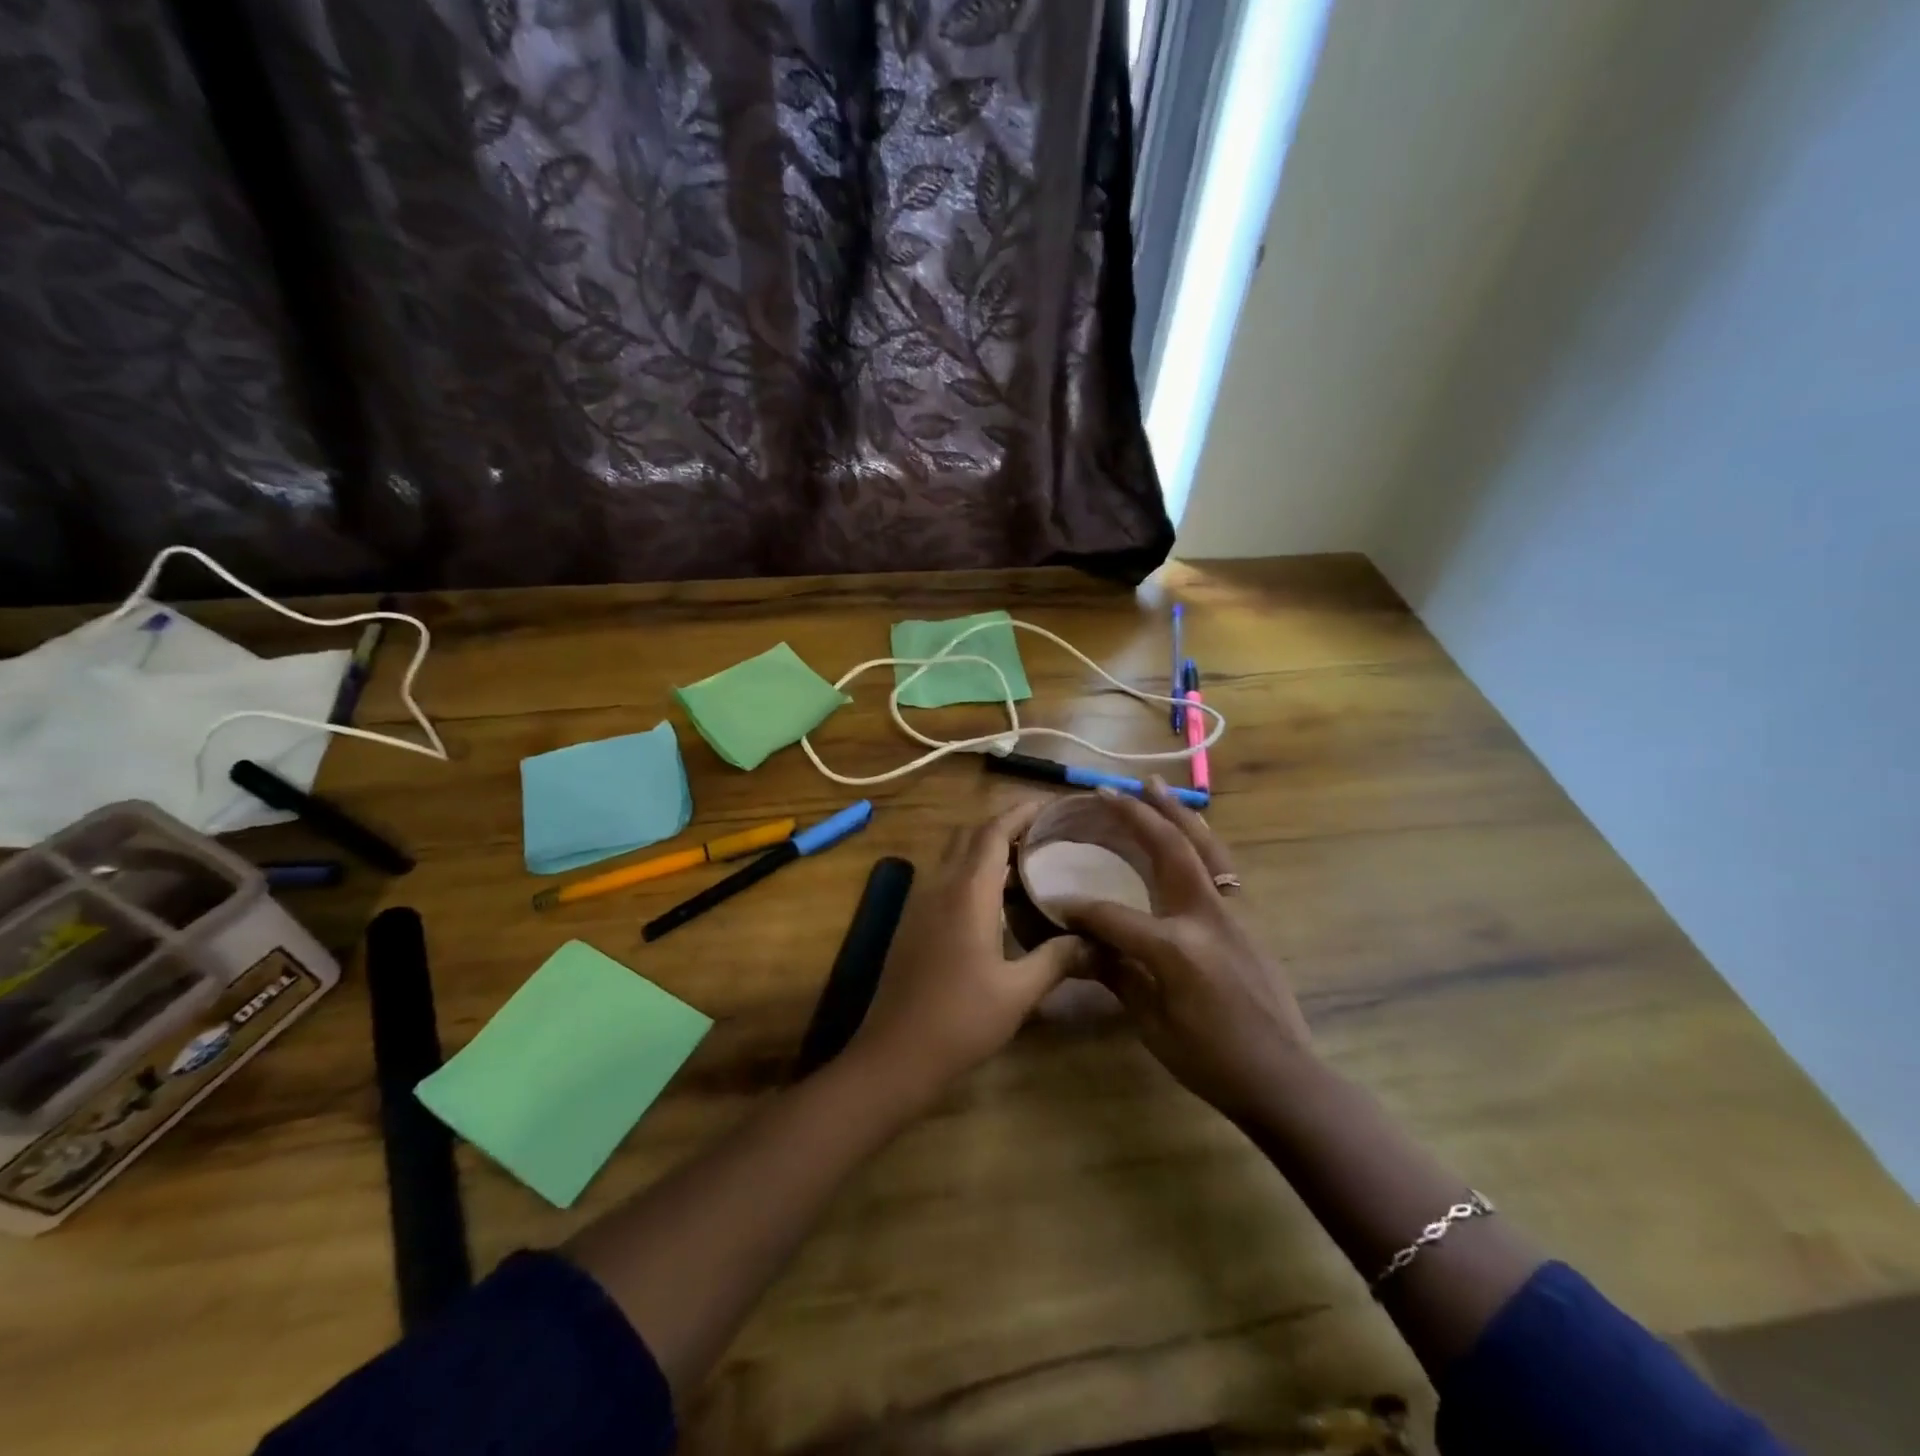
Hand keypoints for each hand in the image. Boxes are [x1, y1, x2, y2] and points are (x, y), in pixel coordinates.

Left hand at [847, 802, 1086, 1101]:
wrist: (894, 1055)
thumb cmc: (959, 1020)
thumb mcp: (1018, 992)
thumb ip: (1057, 958)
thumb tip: (1097, 941)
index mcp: (966, 892)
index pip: (992, 832)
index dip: (1020, 812)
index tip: (1050, 805)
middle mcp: (939, 886)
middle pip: (969, 835)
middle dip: (1004, 825)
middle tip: (1044, 833)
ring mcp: (920, 903)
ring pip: (954, 855)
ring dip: (985, 848)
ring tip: (1027, 861)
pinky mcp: (913, 923)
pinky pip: (945, 878)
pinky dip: (972, 872)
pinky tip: (997, 901)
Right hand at [1054, 780, 1313, 1119]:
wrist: (1284, 1078)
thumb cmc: (1211, 1060)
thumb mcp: (1152, 1023)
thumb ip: (1116, 973)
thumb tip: (1080, 945)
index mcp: (1175, 946)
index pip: (1113, 915)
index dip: (1080, 910)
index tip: (1055, 903)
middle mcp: (1206, 916)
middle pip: (1169, 850)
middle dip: (1138, 816)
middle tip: (1112, 790)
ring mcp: (1233, 913)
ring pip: (1204, 847)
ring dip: (1176, 814)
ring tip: (1156, 786)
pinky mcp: (1247, 920)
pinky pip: (1220, 866)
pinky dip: (1199, 840)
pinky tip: (1187, 835)